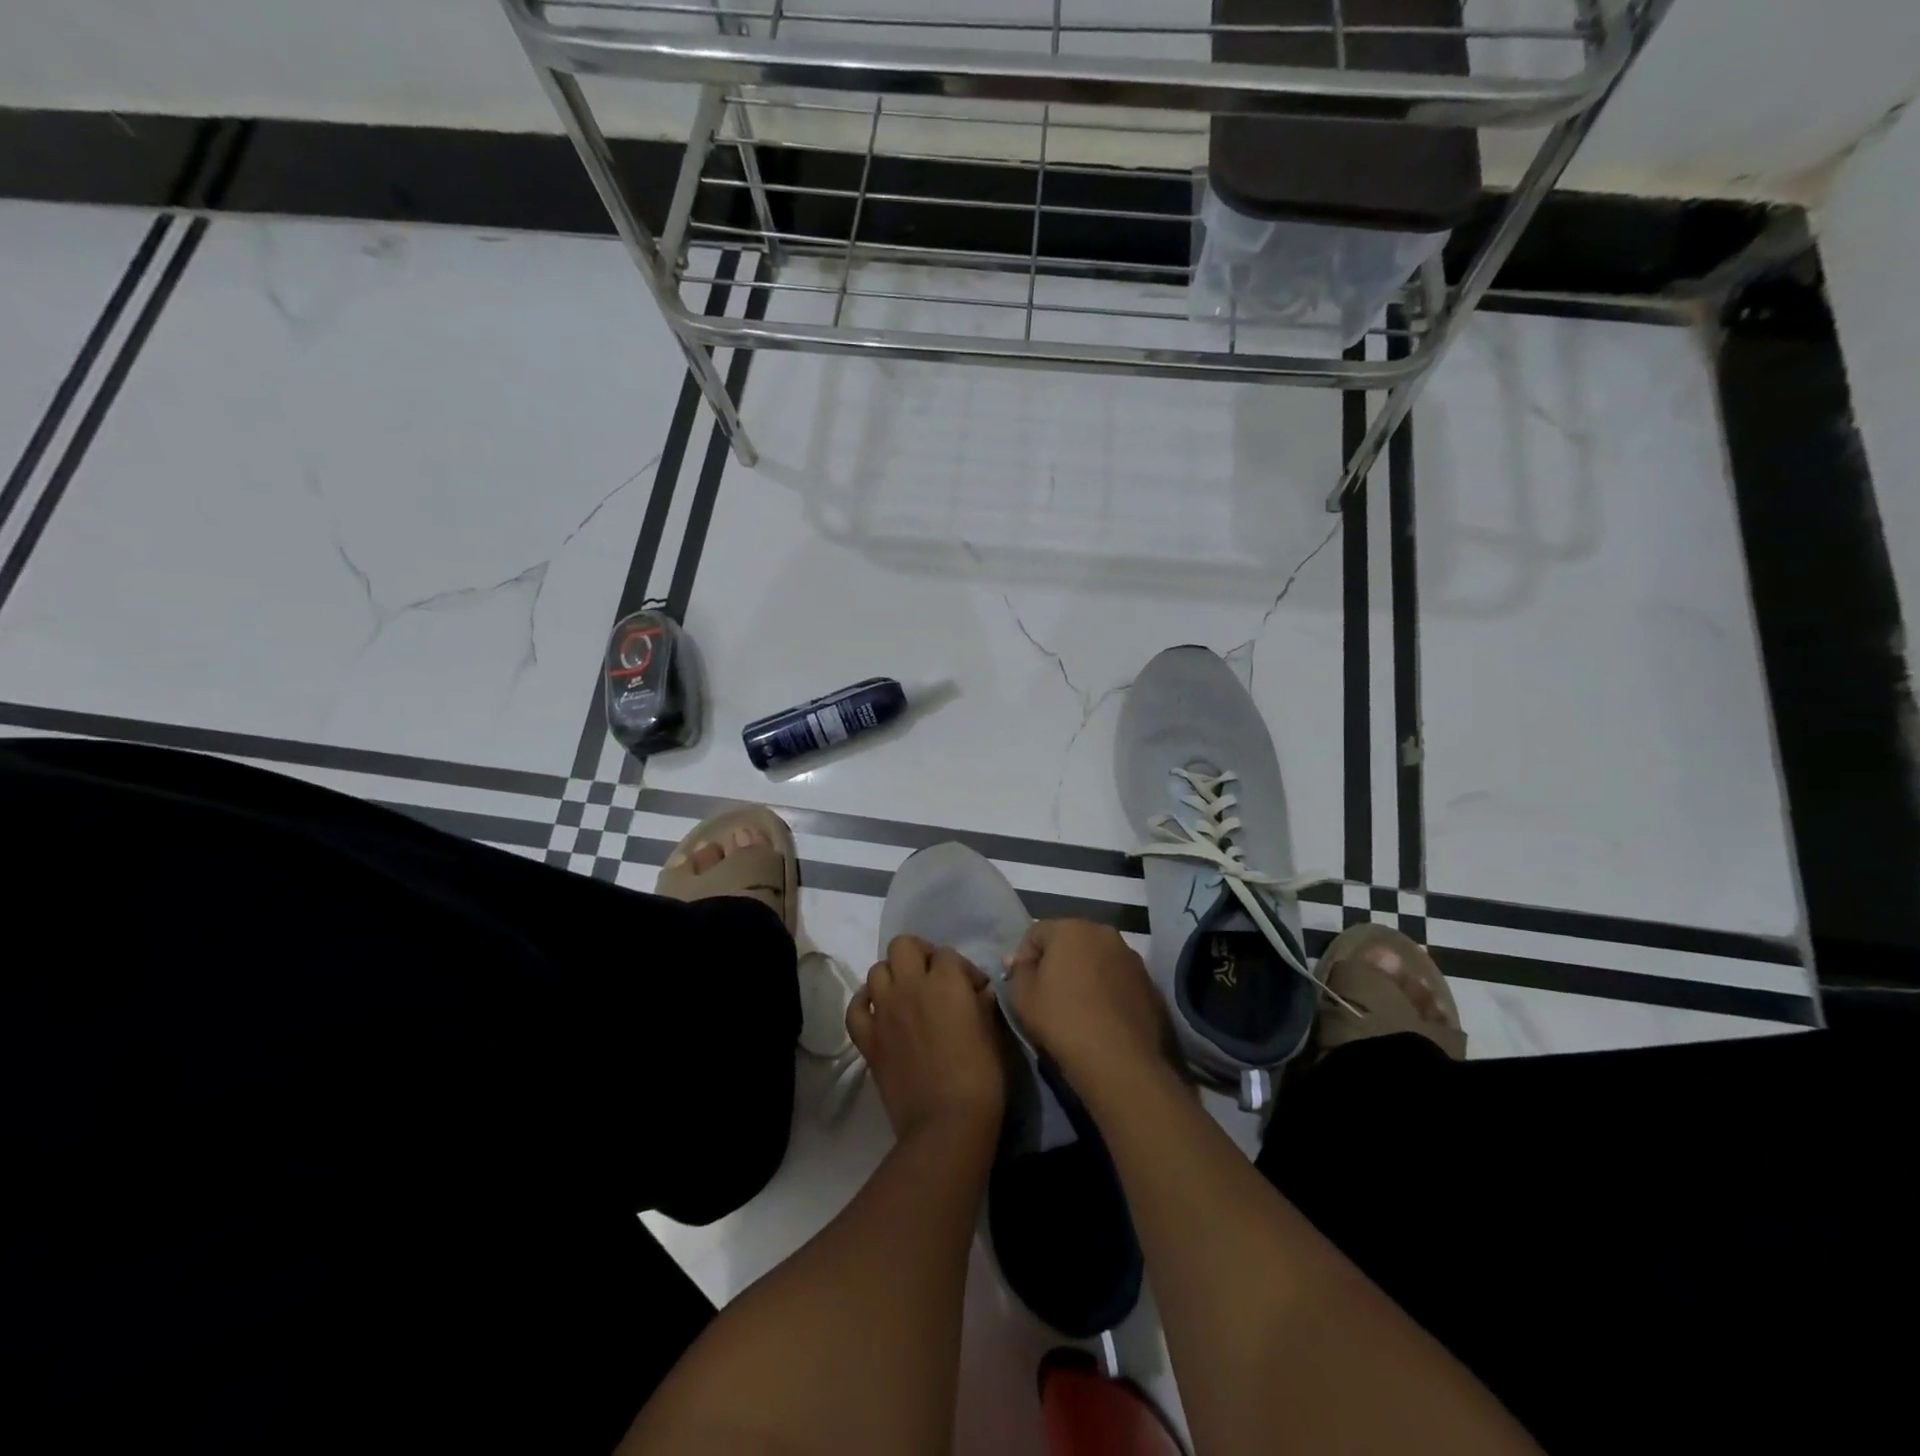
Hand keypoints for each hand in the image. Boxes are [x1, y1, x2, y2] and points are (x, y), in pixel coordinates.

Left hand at [848, 936, 1005, 1144]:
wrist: (945, 1125)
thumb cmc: (980, 1078)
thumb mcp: (991, 1033)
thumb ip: (982, 1003)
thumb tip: (978, 992)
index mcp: (946, 981)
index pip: (948, 954)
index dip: (962, 969)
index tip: (974, 990)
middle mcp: (910, 986)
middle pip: (903, 945)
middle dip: (919, 954)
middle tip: (933, 977)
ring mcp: (883, 1011)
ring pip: (876, 969)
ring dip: (892, 976)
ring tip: (907, 995)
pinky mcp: (867, 1038)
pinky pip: (855, 1007)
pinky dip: (865, 1003)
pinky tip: (878, 1011)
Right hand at [1005, 919, 1172, 1094]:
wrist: (1119, 1060)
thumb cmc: (1062, 1020)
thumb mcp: (1022, 997)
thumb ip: (1017, 972)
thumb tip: (1018, 961)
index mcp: (1071, 927)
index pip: (1036, 933)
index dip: (1024, 958)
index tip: (1023, 986)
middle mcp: (1104, 932)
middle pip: (1069, 941)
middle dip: (1056, 962)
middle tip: (1047, 995)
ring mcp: (1131, 957)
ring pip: (1096, 959)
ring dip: (1084, 974)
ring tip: (1077, 1007)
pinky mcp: (1149, 982)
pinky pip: (1117, 979)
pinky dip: (1106, 990)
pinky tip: (1101, 1017)